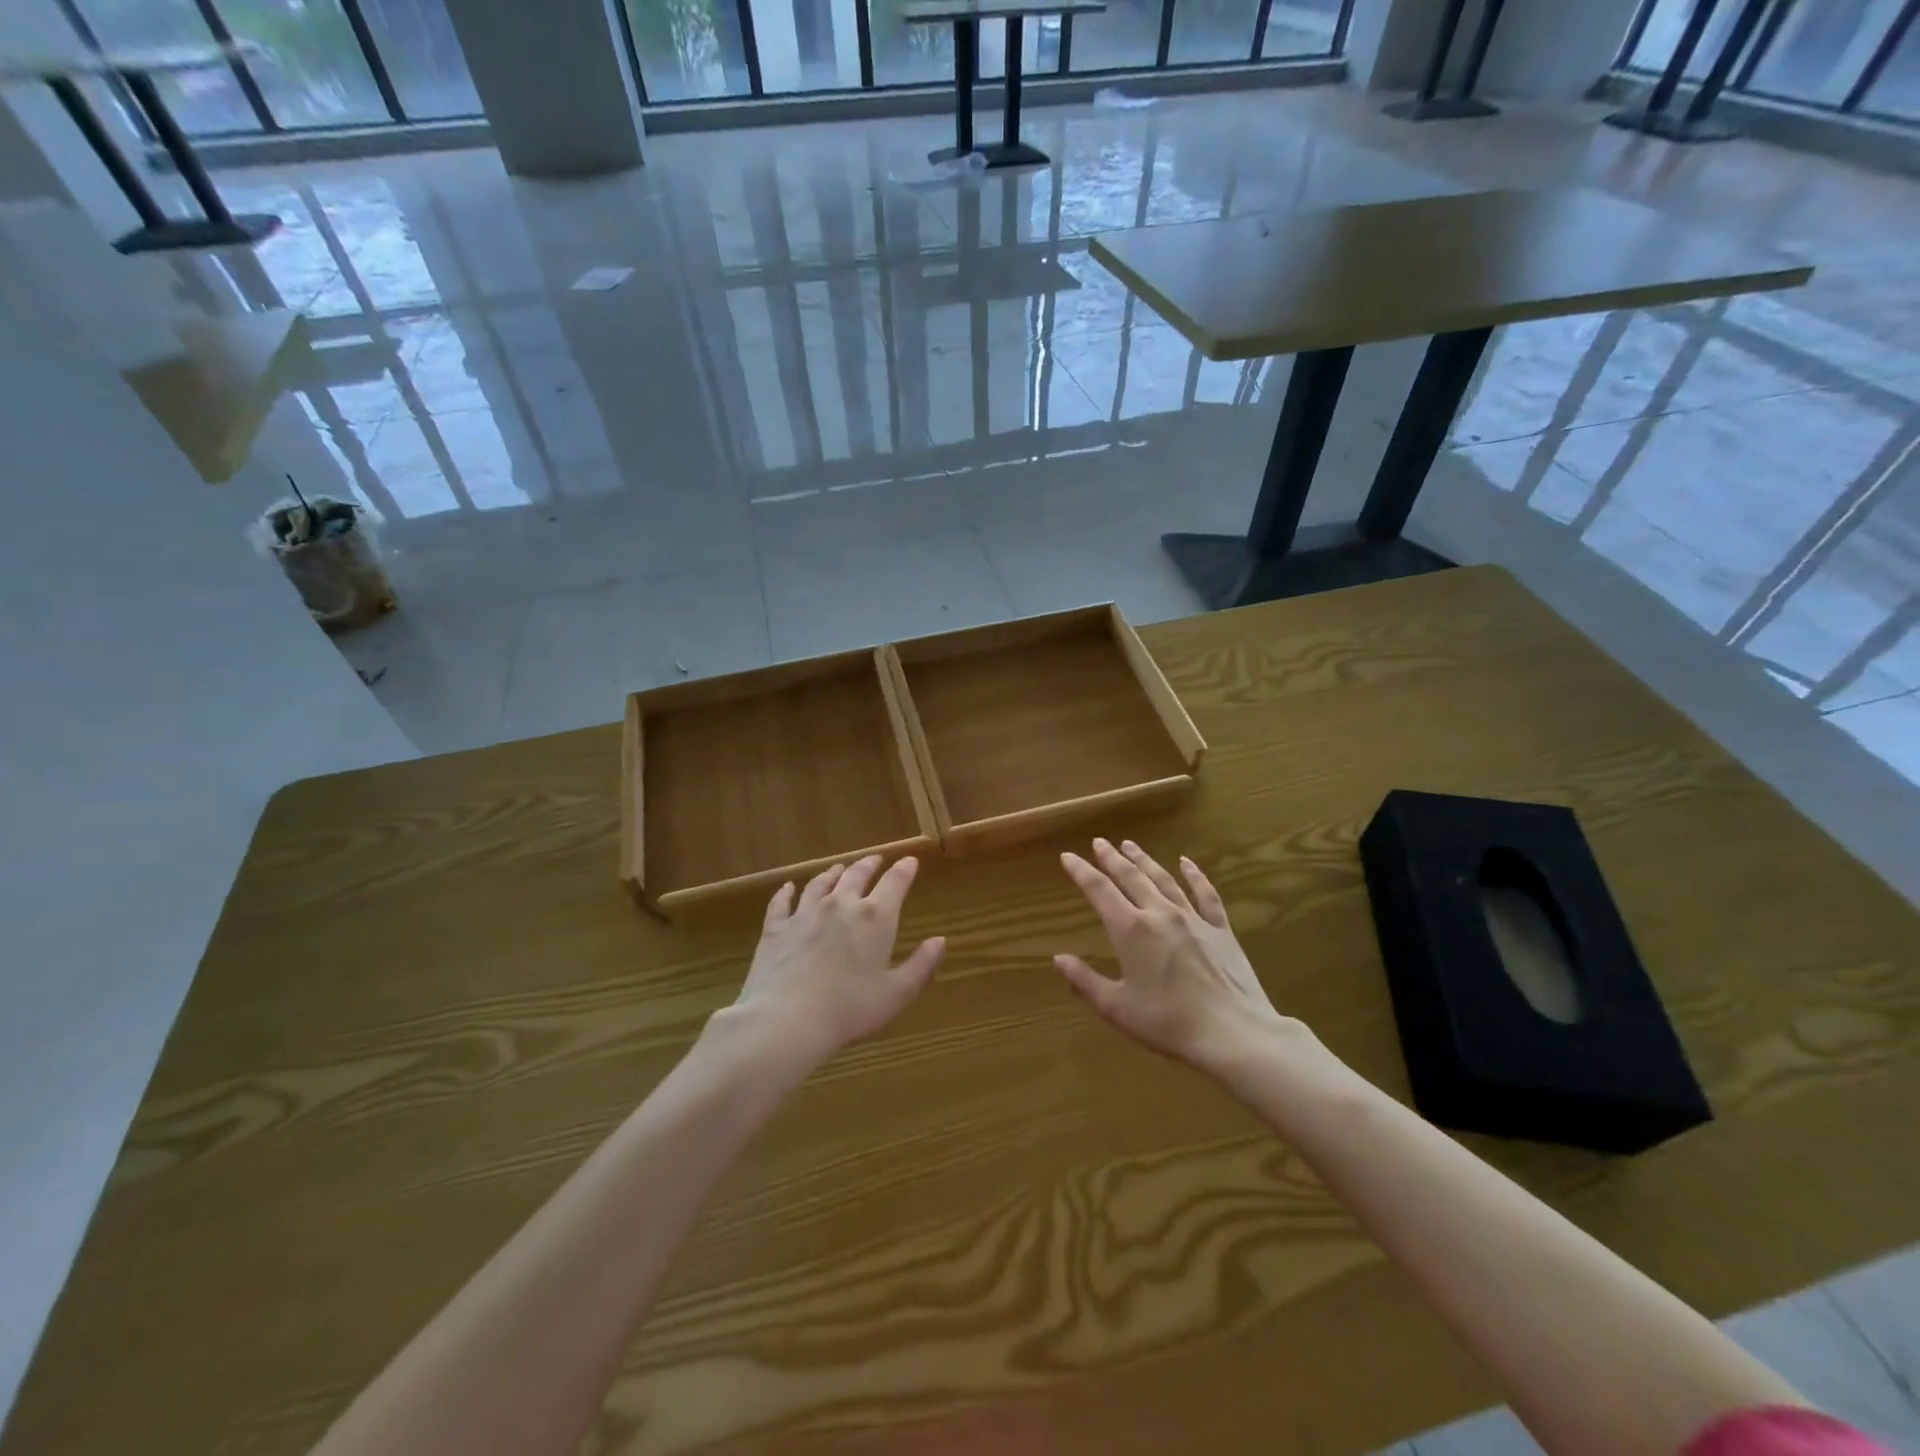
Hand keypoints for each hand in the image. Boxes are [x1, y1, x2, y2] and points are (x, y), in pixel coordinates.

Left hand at [726, 854, 944, 1068]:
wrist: (787, 1019)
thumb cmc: (850, 1009)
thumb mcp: (897, 993)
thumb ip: (922, 965)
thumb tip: (940, 940)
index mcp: (875, 917)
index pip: (895, 882)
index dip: (904, 869)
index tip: (910, 861)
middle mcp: (841, 904)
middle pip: (856, 874)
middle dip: (869, 864)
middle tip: (875, 860)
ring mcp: (805, 913)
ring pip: (821, 883)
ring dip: (832, 873)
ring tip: (838, 868)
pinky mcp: (777, 927)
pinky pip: (782, 901)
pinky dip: (787, 892)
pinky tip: (788, 887)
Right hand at [1055, 839, 1307, 1077]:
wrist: (1234, 1033)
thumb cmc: (1169, 1023)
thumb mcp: (1117, 1008)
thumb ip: (1085, 981)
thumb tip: (1059, 959)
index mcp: (1130, 930)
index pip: (1099, 890)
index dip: (1081, 871)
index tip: (1067, 856)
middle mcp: (1159, 913)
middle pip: (1131, 877)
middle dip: (1111, 858)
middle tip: (1099, 842)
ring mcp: (1193, 918)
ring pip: (1163, 879)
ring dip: (1144, 860)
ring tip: (1130, 845)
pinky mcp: (1220, 929)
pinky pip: (1205, 893)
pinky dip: (1194, 875)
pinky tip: (1187, 863)